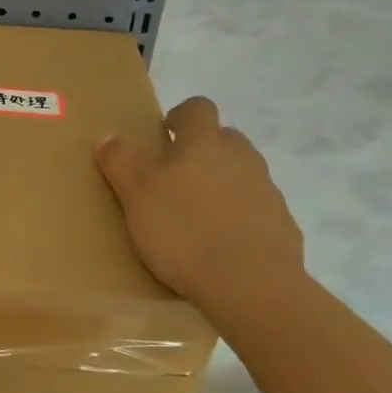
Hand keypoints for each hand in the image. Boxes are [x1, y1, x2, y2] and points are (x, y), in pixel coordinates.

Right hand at [94, 97, 305, 303]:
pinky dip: (240, 220)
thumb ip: (120, 161)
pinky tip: (221, 247)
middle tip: (174, 181)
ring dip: (222, 186)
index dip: (180, 117)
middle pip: (223, 139)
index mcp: (205, 141)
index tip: (163, 138)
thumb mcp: (135, 194)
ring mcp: (267, 191)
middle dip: (201, 152)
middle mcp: (242, 156)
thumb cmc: (184, 229)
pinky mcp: (283, 226)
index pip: (197, 108)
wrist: (251, 284)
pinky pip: (257, 211)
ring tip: (196, 219)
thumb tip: (108, 137)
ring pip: (242, 175)